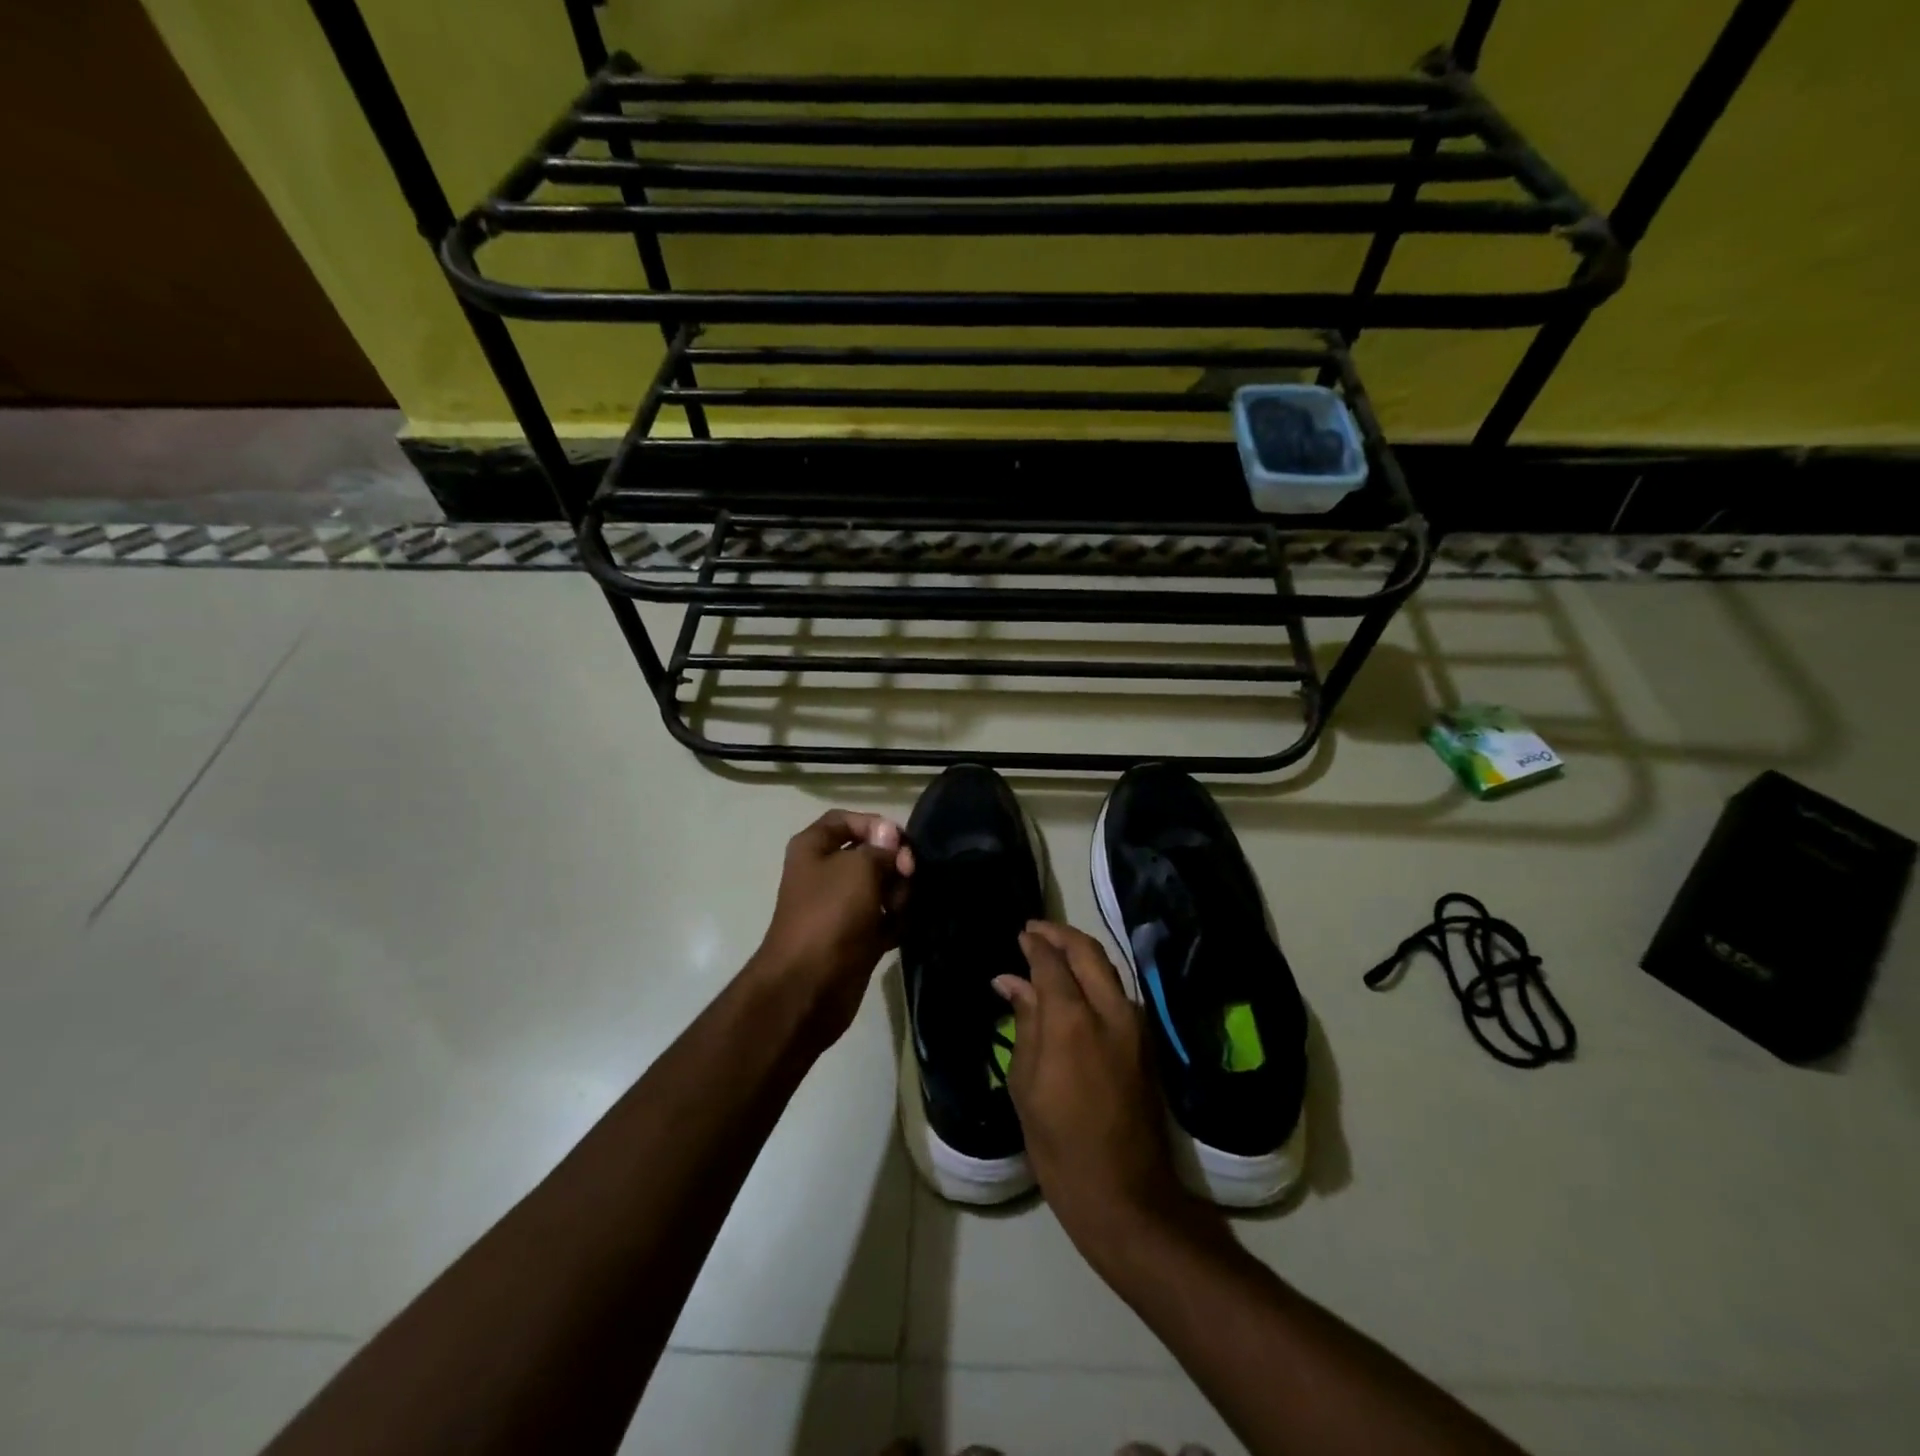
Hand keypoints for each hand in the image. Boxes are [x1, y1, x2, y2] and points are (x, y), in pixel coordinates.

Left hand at [751, 810, 913, 1042]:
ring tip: (901, 909)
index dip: (874, 824)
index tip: (900, 841)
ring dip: (899, 893)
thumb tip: (892, 838)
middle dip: (894, 862)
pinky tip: (905, 926)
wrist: (809, 986)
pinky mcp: (856, 937)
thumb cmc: (830, 915)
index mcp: (813, 848)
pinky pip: (885, 918)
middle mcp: (826, 873)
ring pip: (882, 887)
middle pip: (870, 854)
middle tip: (908, 876)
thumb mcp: (858, 868)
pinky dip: (897, 920)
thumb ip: (881, 848)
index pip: (845, 820)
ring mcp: (841, 907)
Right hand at [995, 921, 1194, 1261]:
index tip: (1020, 934)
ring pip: (1108, 968)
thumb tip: (1010, 981)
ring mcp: (1135, 1025)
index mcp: (1072, 1021)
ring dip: (1080, 953)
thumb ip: (1024, 1022)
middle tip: (1035, 930)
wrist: (1125, 1193)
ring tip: (1052, 952)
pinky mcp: (1146, 1042)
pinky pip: (1118, 992)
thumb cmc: (1059, 1144)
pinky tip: (1075, 985)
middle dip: (1060, 935)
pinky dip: (1095, 976)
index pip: (1052, 962)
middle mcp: (1110, 1011)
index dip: (1035, 944)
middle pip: (1088, 952)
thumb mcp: (1026, 1084)